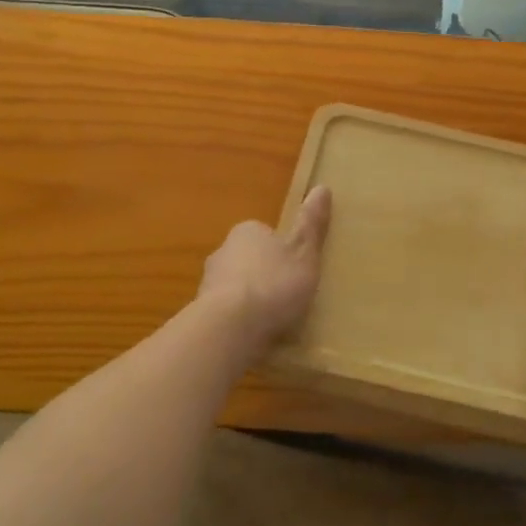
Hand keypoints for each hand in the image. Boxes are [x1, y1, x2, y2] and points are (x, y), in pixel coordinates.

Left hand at [197, 187, 332, 350]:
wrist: (230, 328)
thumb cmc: (273, 283)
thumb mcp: (304, 252)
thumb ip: (311, 224)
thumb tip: (322, 187)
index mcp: (247, 232)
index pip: (264, 234)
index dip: (282, 250)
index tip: (297, 268)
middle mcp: (222, 252)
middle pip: (248, 260)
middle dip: (264, 275)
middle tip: (288, 295)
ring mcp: (208, 285)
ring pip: (235, 288)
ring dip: (250, 300)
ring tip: (274, 320)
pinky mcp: (203, 315)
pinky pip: (227, 314)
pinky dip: (239, 322)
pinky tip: (256, 337)